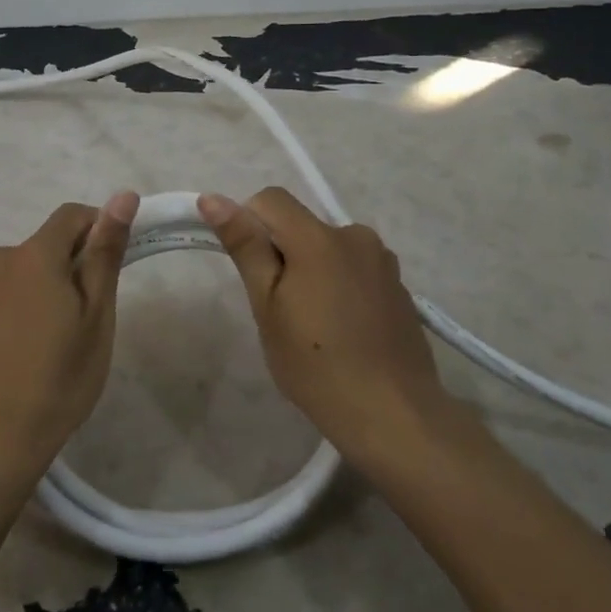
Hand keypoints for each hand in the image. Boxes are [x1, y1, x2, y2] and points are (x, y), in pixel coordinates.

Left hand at [0, 192, 139, 480]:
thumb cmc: (57, 379)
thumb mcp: (96, 317)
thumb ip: (105, 253)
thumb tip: (123, 197)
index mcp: (34, 255)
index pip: (72, 216)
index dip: (99, 228)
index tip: (114, 264)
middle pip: (44, 246)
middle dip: (71, 266)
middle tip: (89, 317)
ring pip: (20, 273)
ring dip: (42, 288)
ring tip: (54, 341)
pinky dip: (16, 310)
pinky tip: (21, 353)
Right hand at [197, 188, 482, 467]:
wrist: (392, 413)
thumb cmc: (315, 364)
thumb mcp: (268, 306)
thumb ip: (245, 246)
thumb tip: (212, 198)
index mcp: (319, 237)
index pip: (270, 199)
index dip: (249, 224)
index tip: (250, 271)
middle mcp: (356, 236)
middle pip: (301, 226)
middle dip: (282, 255)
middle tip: (279, 310)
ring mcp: (383, 261)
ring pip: (328, 249)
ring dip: (312, 270)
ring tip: (313, 326)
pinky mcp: (398, 286)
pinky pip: (354, 269)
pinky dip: (339, 286)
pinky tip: (343, 331)